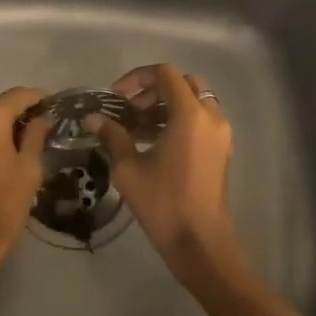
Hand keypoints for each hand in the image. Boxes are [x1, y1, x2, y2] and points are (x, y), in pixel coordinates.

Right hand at [92, 64, 247, 284]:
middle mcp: (211, 117)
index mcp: (190, 114)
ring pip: (194, 103)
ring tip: (136, 129)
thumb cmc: (163, 202)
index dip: (137, 78)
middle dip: (153, 91)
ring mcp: (221, 135)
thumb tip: (93, 119)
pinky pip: (201, 122)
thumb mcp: (128, 168)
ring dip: (165, 107)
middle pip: (183, 84)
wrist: (200, 241)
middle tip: (130, 110)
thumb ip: (112, 136)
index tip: (116, 97)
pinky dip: (179, 122)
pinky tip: (154, 144)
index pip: (165, 74)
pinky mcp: (222, 151)